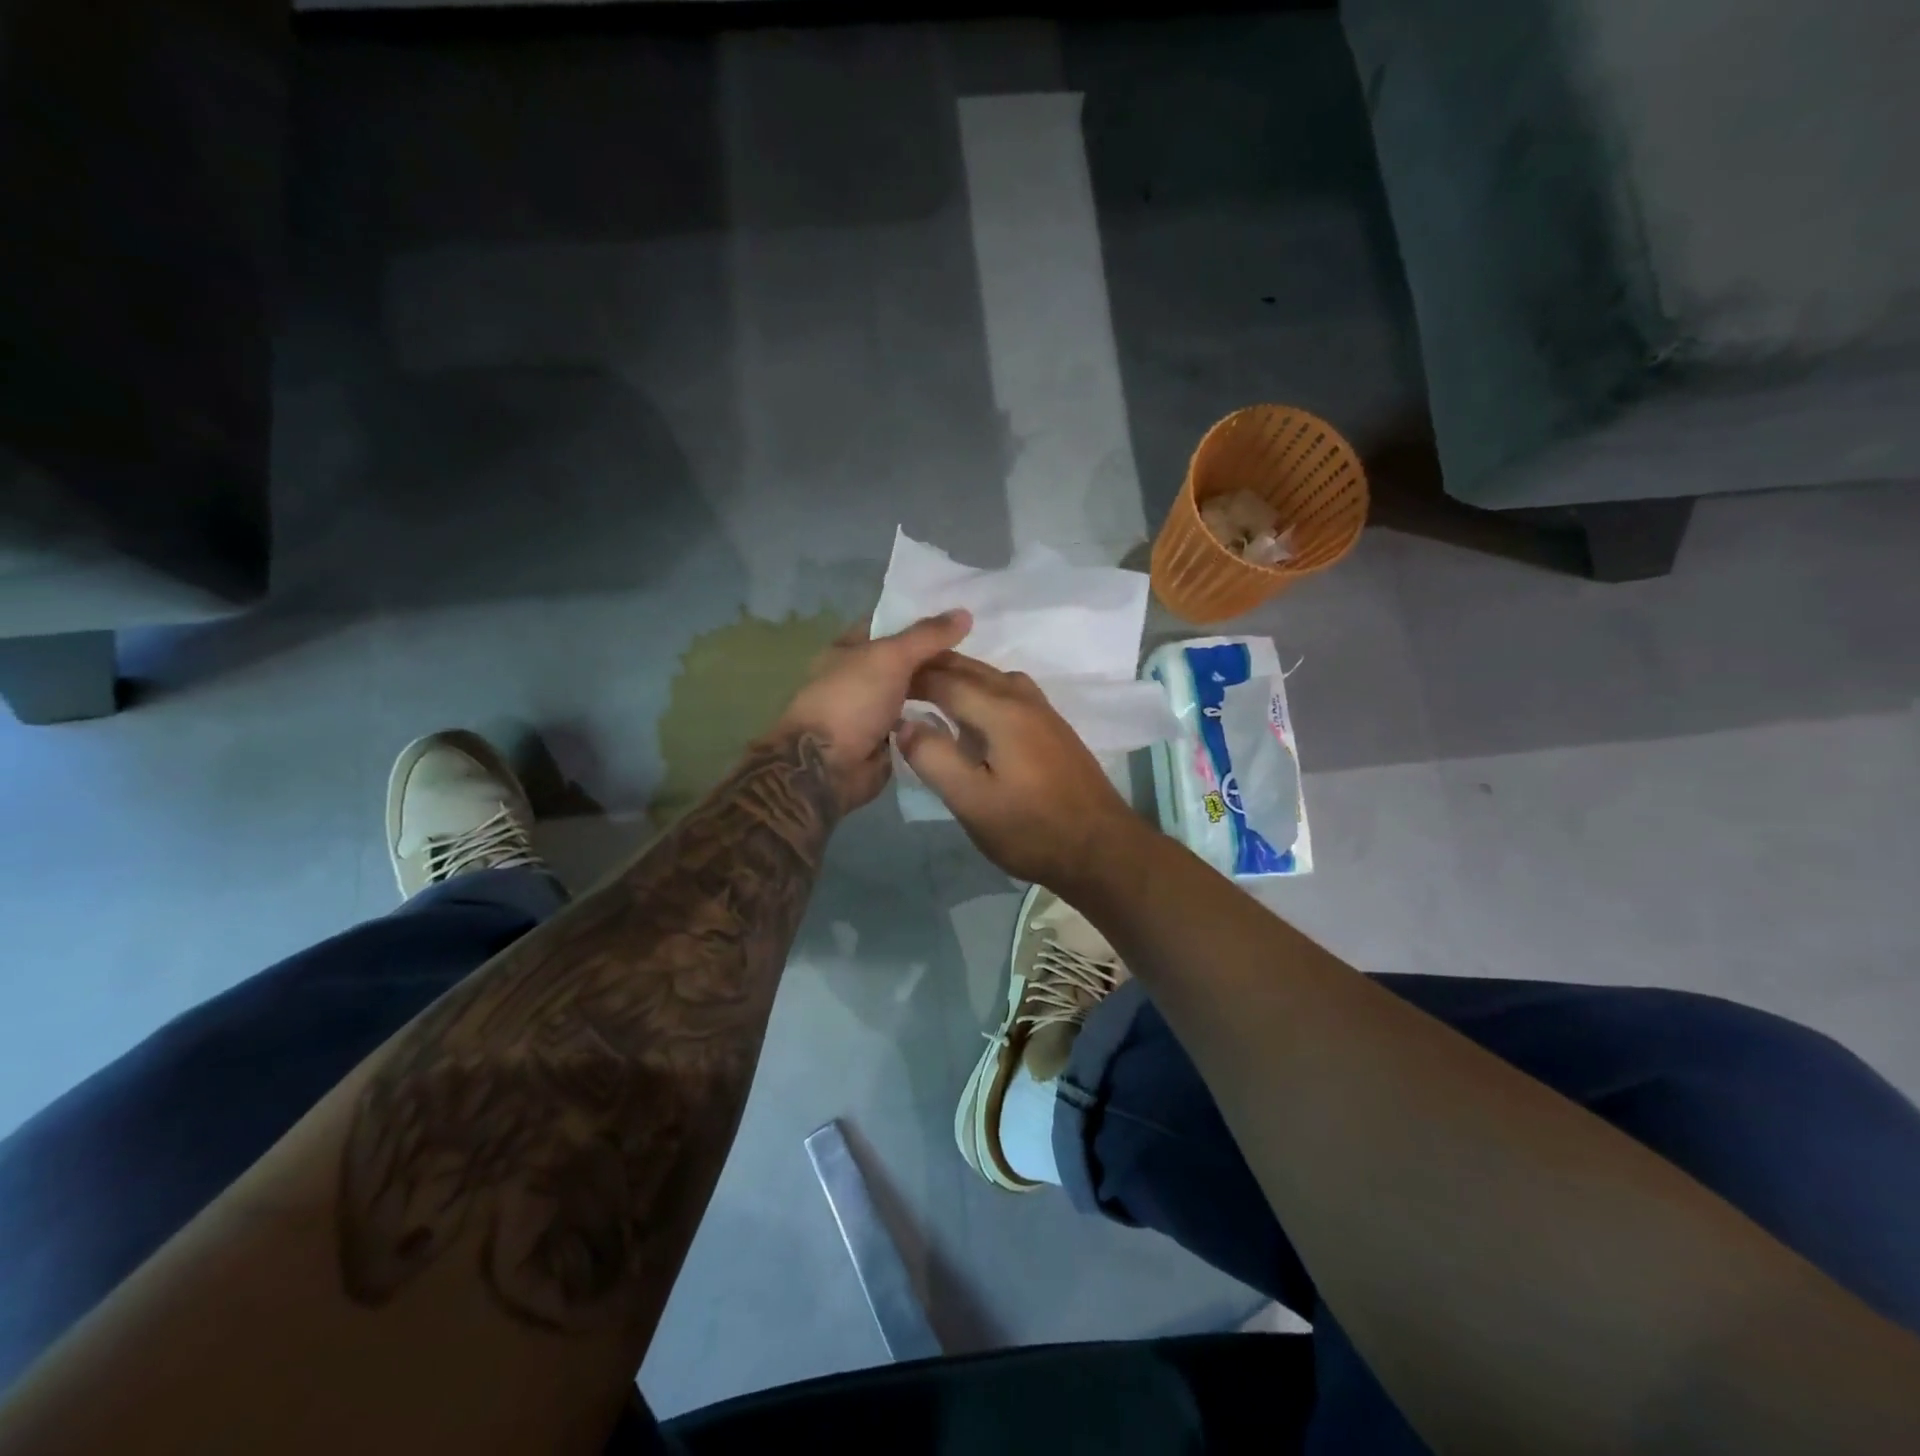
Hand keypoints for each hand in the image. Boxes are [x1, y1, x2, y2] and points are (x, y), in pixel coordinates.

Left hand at [774, 609, 972, 813]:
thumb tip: (965, 612)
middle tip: (979, 656)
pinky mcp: (884, 742)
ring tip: (980, 686)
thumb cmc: (852, 700)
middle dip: (937, 660)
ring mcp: (871, 711)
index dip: (922, 621)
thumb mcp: (890, 657)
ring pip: (913, 695)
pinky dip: (935, 723)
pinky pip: (916, 726)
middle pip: (905, 662)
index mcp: (848, 649)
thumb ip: (927, 636)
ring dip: (940, 693)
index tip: (961, 621)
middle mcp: (858, 678)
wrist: (827, 767)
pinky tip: (965, 717)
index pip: (889, 625)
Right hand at [898, 653, 1141, 887]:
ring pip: (993, 677)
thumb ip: (934, 758)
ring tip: (931, 691)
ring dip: (960, 676)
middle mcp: (1023, 699)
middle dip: (934, 667)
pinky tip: (976, 716)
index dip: (911, 677)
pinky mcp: (1054, 728)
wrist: (1101, 848)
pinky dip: (983, 690)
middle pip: (972, 669)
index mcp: (1001, 710)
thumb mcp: (972, 802)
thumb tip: (904, 723)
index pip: (946, 679)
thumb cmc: (1031, 829)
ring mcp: (1044, 712)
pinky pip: (1010, 692)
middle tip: (899, 678)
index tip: (882, 682)